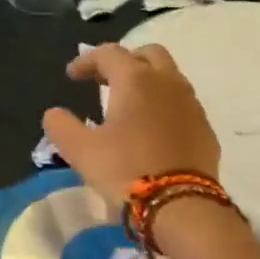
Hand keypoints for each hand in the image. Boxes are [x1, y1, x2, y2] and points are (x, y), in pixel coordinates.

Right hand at [43, 44, 220, 210]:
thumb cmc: (125, 170)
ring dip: (147, 82)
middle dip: (125, 61)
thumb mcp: (80, 150)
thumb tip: (54, 114)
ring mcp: (191, 104)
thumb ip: (61, 126)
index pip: (109, 54)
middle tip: (105, 82)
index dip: (87, 60)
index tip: (72, 76)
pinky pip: (182, 104)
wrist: (180, 204)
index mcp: (135, 80)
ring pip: (169, 78)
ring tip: (128, 105)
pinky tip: (152, 129)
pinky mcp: (205, 128)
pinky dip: (164, 105)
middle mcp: (167, 82)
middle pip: (148, 54)